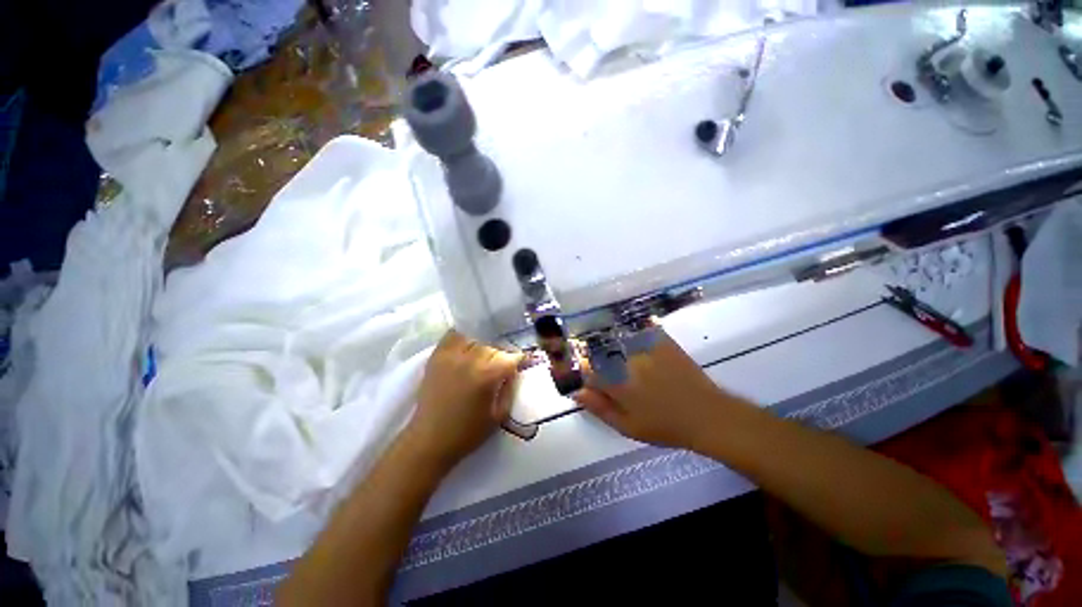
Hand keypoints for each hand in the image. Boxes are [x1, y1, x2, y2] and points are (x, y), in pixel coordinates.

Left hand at [407, 330, 522, 466]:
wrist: (429, 440)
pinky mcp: (437, 356)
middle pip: (494, 347)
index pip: (511, 357)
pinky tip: (467, 348)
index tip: (522, 363)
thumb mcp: (499, 415)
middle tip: (502, 366)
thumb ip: (510, 388)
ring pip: (476, 339)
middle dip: (502, 355)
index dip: (519, 360)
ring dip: (484, 347)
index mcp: (488, 375)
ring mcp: (452, 355)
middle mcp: (471, 359)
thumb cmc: (468, 432)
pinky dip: (463, 338)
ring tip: (483, 359)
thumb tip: (515, 370)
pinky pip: (453, 336)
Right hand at [573, 330, 747, 448]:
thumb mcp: (628, 427)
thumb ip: (599, 408)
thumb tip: (576, 392)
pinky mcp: (660, 340)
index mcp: (616, 382)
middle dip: (601, 362)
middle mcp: (626, 360)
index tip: (595, 382)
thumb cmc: (665, 426)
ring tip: (627, 364)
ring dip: (616, 349)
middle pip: (602, 354)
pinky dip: (635, 336)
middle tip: (617, 376)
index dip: (588, 375)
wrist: (707, 415)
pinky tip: (640, 347)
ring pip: (618, 342)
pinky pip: (639, 332)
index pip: (589, 370)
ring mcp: (644, 348)